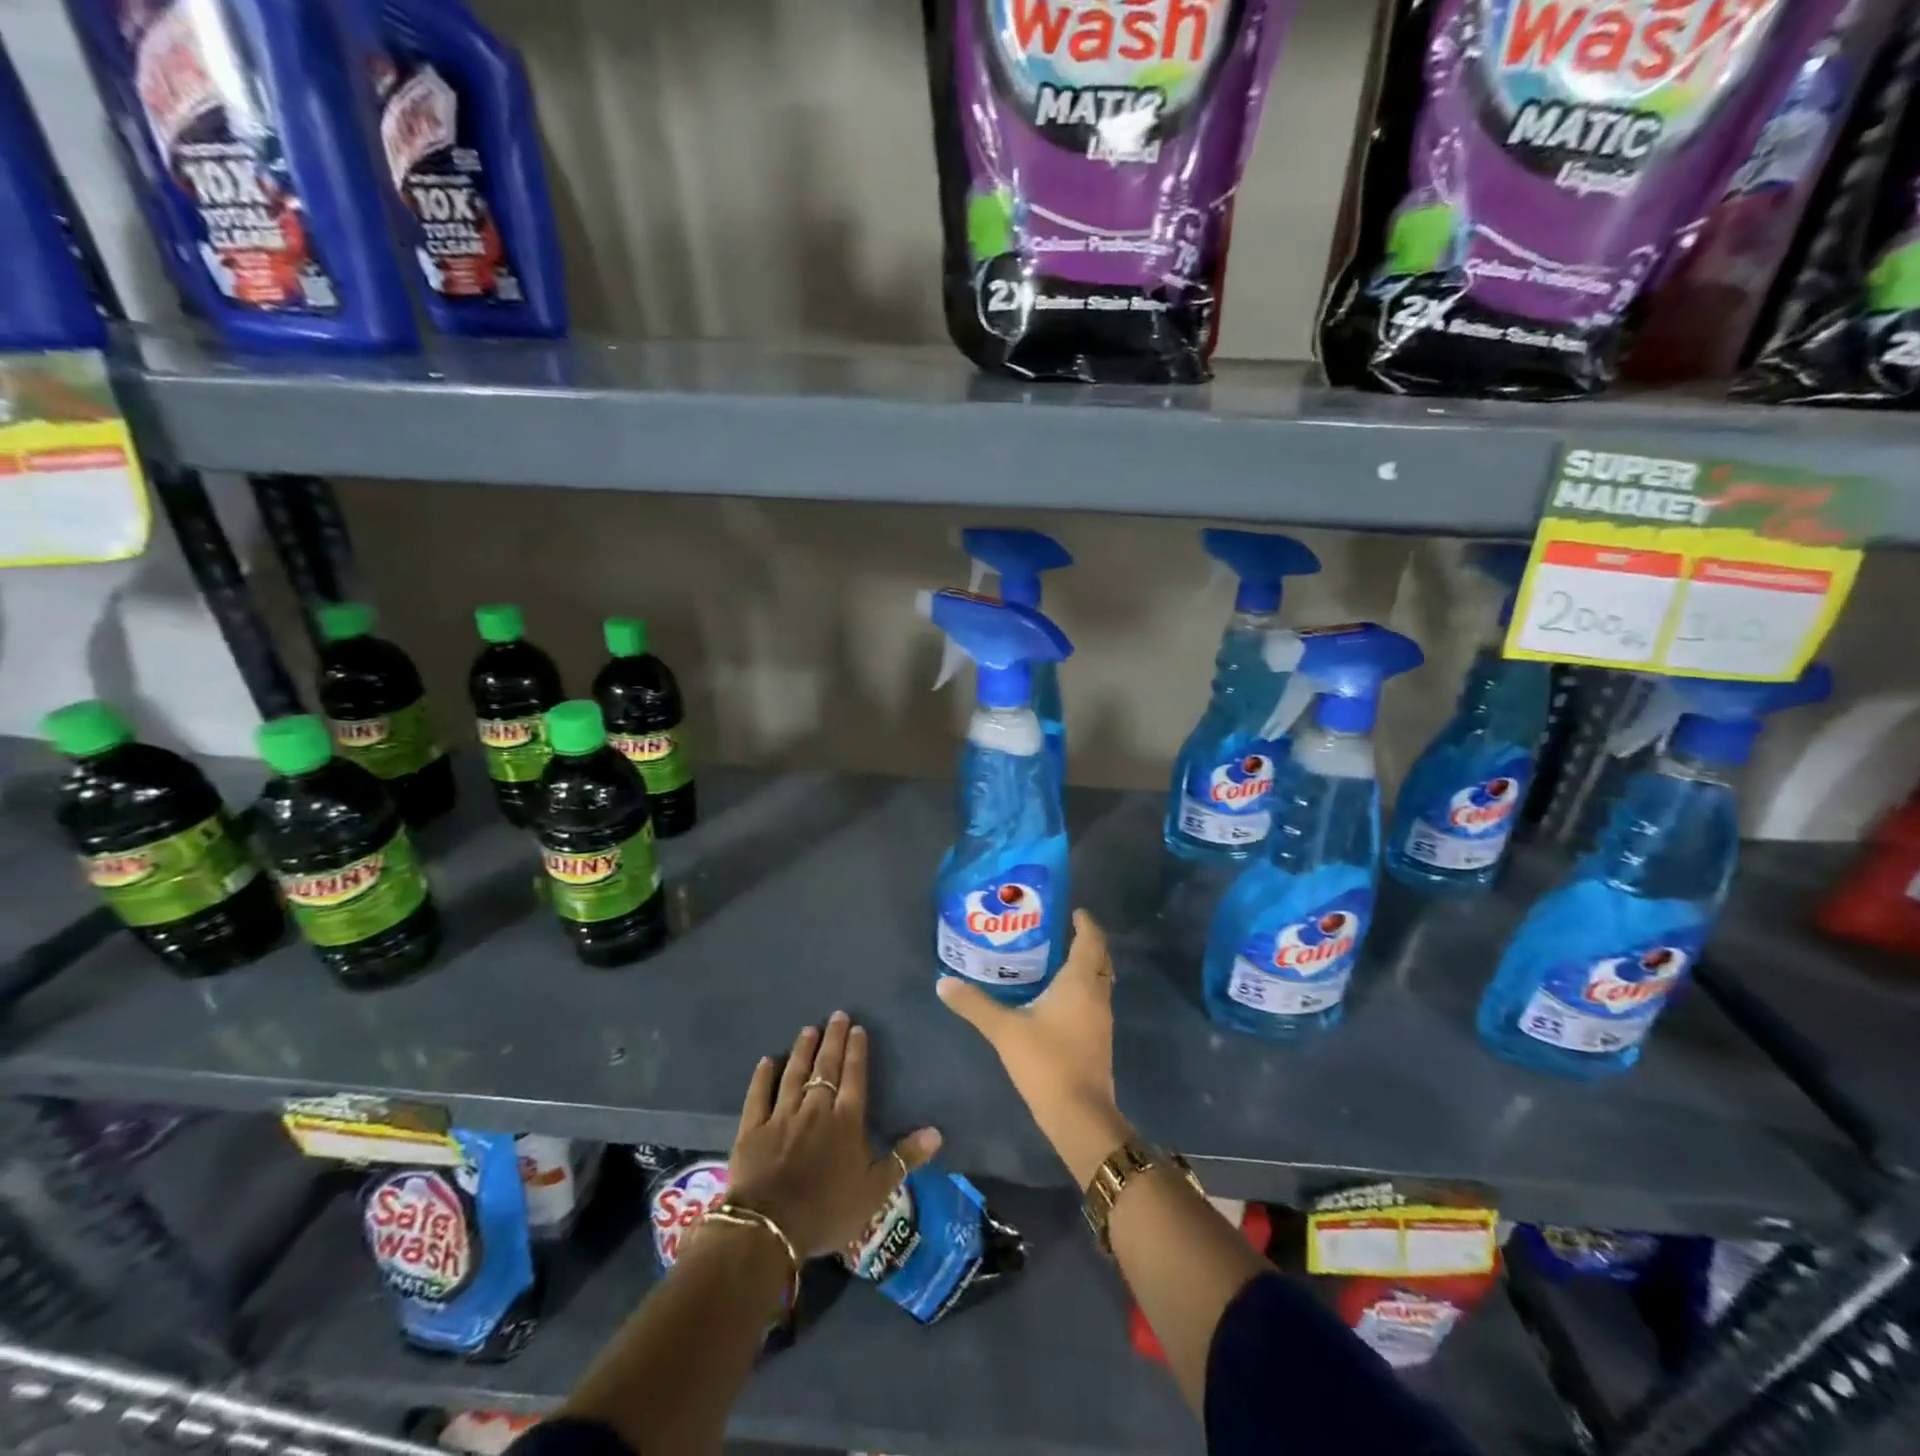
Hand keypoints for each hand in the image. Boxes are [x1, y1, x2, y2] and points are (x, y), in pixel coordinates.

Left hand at [726, 1010, 942, 1258]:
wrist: (770, 1228)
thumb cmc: (828, 1210)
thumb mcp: (875, 1190)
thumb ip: (905, 1158)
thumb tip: (936, 1132)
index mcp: (846, 1120)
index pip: (854, 1076)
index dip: (857, 1051)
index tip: (858, 1028)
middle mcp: (815, 1109)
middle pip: (826, 1067)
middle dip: (833, 1040)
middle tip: (837, 1015)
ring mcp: (782, 1116)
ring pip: (794, 1074)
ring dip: (803, 1050)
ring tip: (809, 1029)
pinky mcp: (753, 1129)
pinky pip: (759, 1095)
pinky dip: (763, 1077)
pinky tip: (767, 1060)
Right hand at [937, 910, 1128, 1183]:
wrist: (1079, 1115)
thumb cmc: (1046, 1061)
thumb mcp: (1004, 1030)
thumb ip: (974, 1004)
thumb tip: (943, 982)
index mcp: (1080, 981)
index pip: (1091, 940)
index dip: (1085, 923)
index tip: (1073, 910)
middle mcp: (1097, 994)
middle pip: (1100, 958)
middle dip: (1086, 942)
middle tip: (1060, 932)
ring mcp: (1101, 1019)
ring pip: (1099, 981)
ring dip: (1084, 967)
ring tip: (1054, 960)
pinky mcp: (1099, 1039)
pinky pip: (1093, 1000)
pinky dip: (1081, 989)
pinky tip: (1057, 998)